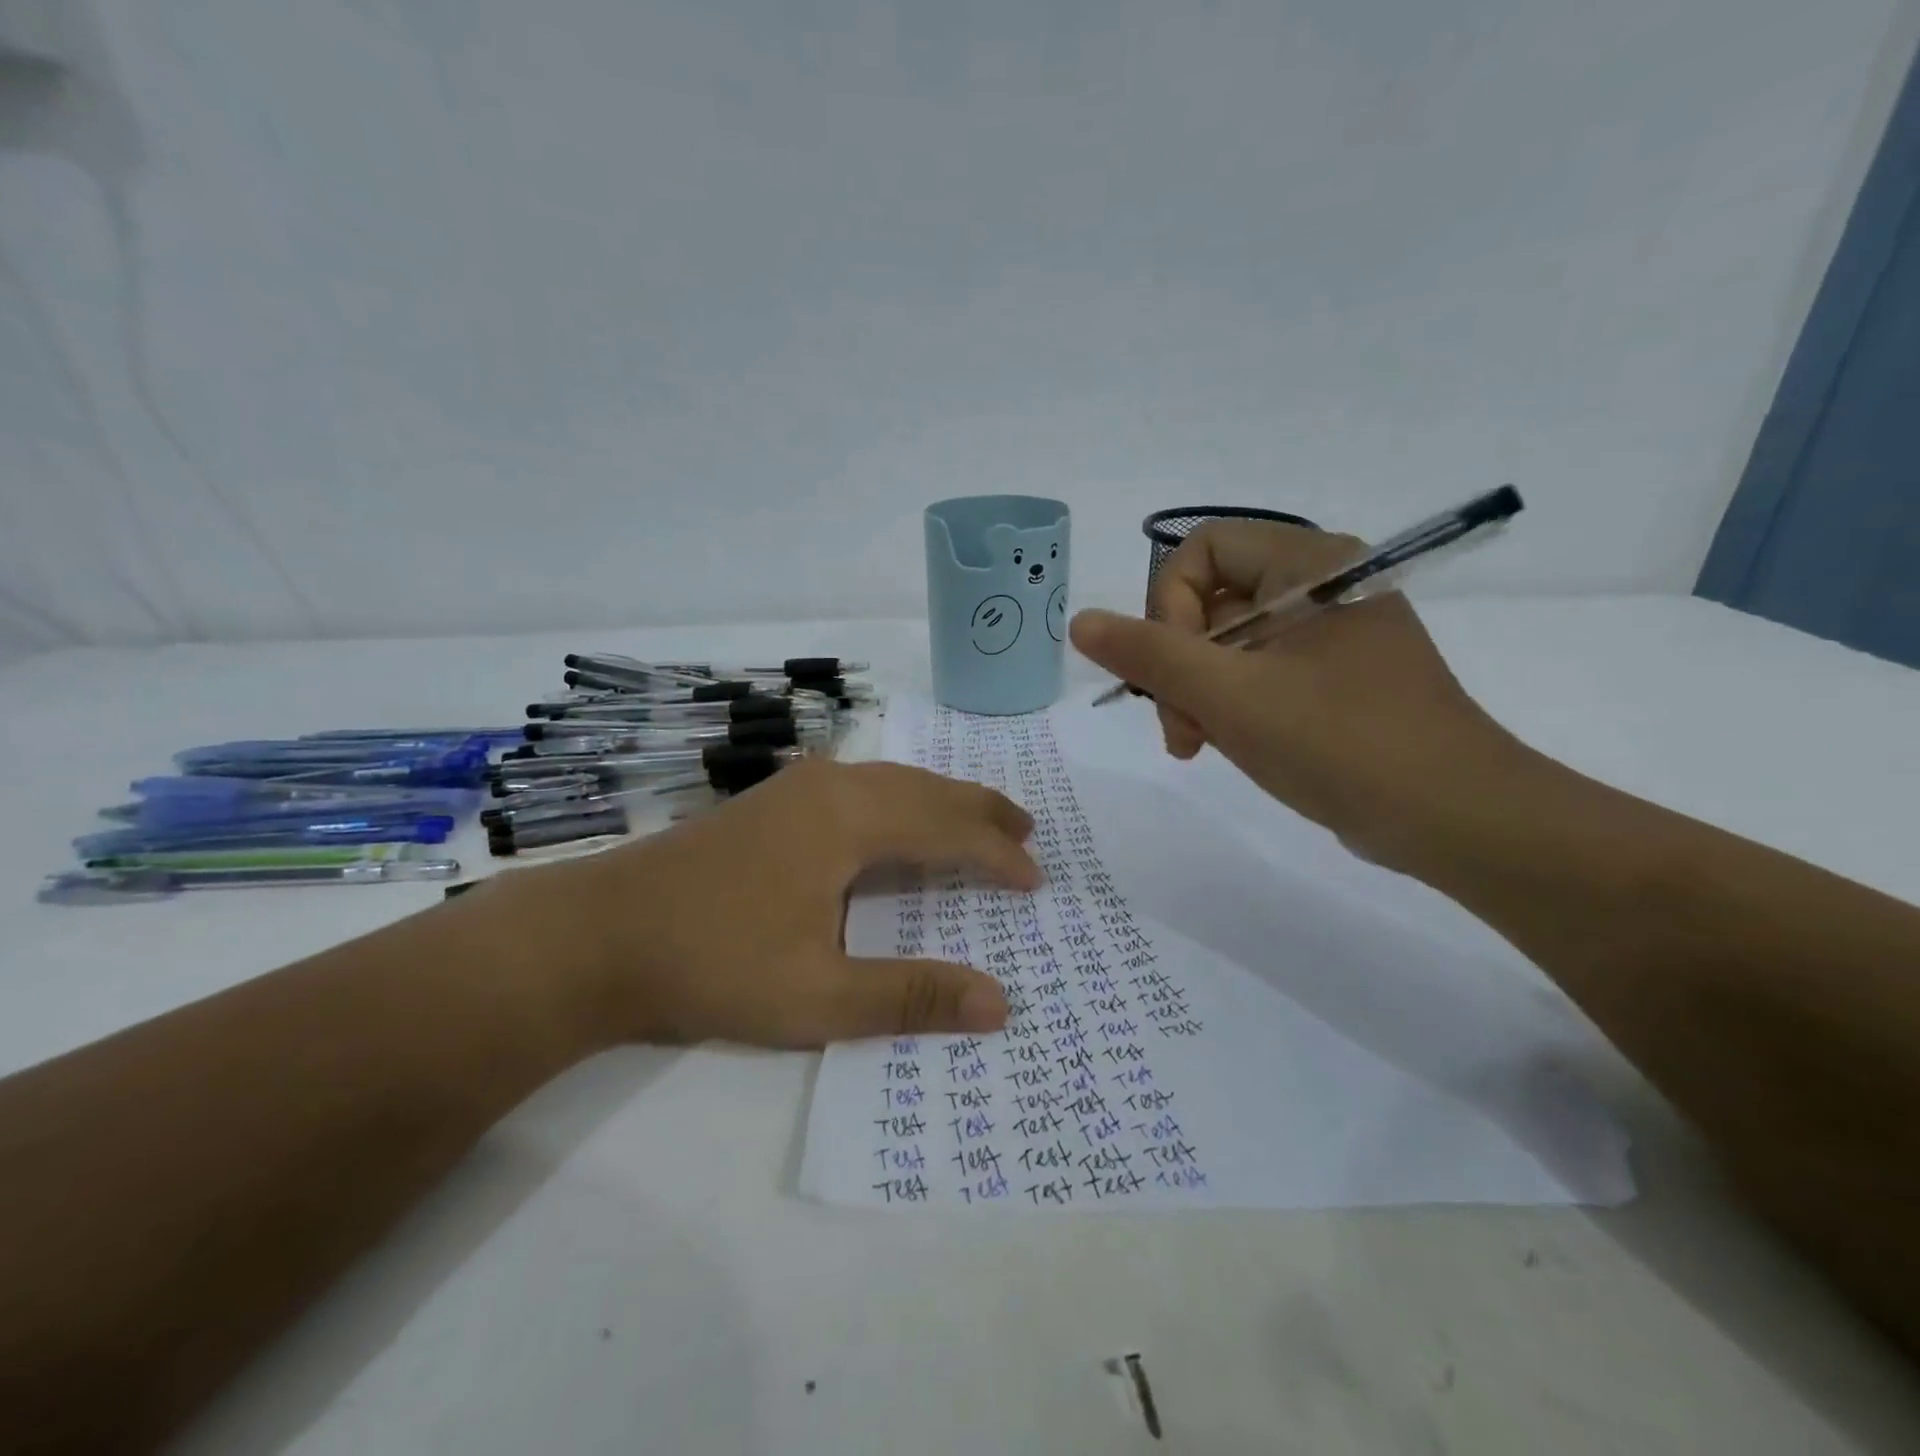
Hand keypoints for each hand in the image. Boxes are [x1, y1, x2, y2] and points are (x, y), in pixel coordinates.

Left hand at [518, 757, 1040, 1048]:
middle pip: (927, 789)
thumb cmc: (713, 961)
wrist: (599, 932)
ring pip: (894, 781)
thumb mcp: (817, 996)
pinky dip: (904, 801)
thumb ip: (910, 997)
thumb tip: (1000, 1005)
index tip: (1035, 881)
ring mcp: (798, 786)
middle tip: (1026, 833)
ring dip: (941, 801)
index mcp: (850, 819)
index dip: (997, 855)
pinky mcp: (775, 798)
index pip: (948, 829)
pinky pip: (864, 786)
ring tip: (979, 822)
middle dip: (980, 811)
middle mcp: (832, 785)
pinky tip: (901, 821)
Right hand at [1068, 521, 1523, 863]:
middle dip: (1177, 665)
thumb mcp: (1229, 696)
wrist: (1454, 819)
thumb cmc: (1340, 742)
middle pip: (1209, 602)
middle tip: (1179, 728)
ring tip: (1195, 745)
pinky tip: (1222, 746)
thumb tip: (1080, 621)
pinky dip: (1227, 706)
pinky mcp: (1332, 681)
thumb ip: (1149, 654)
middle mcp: (1320, 588)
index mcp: (1309, 565)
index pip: (1201, 552)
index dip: (1166, 606)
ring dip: (1196, 693)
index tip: (1174, 672)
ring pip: (1227, 645)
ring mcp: (1328, 638)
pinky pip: (1256, 675)